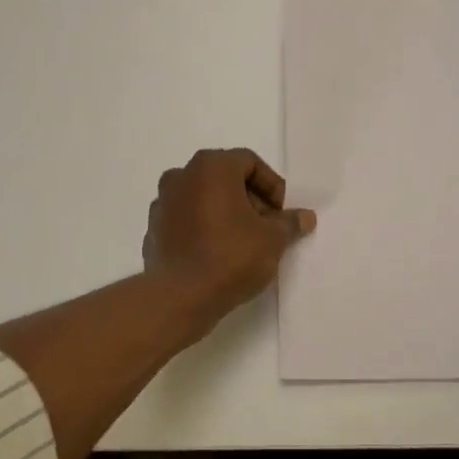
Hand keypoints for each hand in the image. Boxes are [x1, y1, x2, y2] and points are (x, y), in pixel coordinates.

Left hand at [143, 149, 316, 336]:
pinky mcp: (153, 231)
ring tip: (245, 244)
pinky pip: (186, 222)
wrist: (181, 296)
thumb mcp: (273, 239)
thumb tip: (305, 217)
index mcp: (211, 167)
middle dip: (250, 200)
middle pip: (224, 179)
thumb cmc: (231, 256)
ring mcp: (162, 204)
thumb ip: (289, 223)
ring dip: (226, 215)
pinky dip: (204, 230)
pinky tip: (218, 255)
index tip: (282, 214)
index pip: (249, 162)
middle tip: (268, 228)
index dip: (272, 186)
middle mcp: (181, 176)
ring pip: (203, 200)